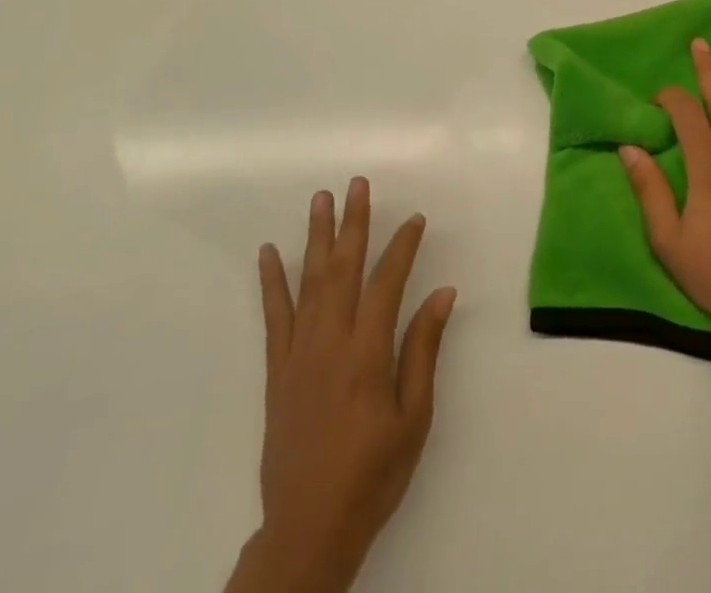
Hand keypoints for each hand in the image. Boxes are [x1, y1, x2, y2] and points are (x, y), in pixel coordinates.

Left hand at [231, 179, 456, 592]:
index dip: (402, 246)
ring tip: (320, 199)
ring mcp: (299, 353)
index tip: (415, 218)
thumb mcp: (414, 418)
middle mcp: (330, 342)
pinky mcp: (277, 370)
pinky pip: (274, 316)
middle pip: (343, 268)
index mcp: (367, 353)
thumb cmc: (373, 474)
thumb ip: (424, 350)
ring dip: (316, 237)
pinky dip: (271, 282)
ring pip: (309, 281)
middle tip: (357, 183)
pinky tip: (267, 253)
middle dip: (353, 222)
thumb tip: (443, 294)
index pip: (387, 282)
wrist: (309, 527)